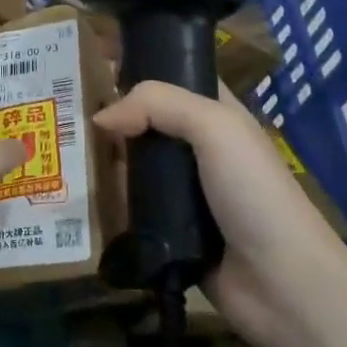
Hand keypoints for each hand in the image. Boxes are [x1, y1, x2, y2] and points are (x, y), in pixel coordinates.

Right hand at [92, 81, 342, 345]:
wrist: (282, 284)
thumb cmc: (254, 193)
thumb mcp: (215, 128)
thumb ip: (158, 105)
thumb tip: (101, 117)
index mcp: (217, 115)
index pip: (174, 77)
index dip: (141, 67)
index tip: (94, 63)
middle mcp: (199, 148)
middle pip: (147, 121)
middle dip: (113, 116)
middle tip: (67, 114)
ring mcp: (184, 191)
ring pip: (135, 164)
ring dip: (106, 160)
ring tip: (64, 152)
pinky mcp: (169, 229)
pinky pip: (132, 206)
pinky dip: (111, 201)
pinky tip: (80, 193)